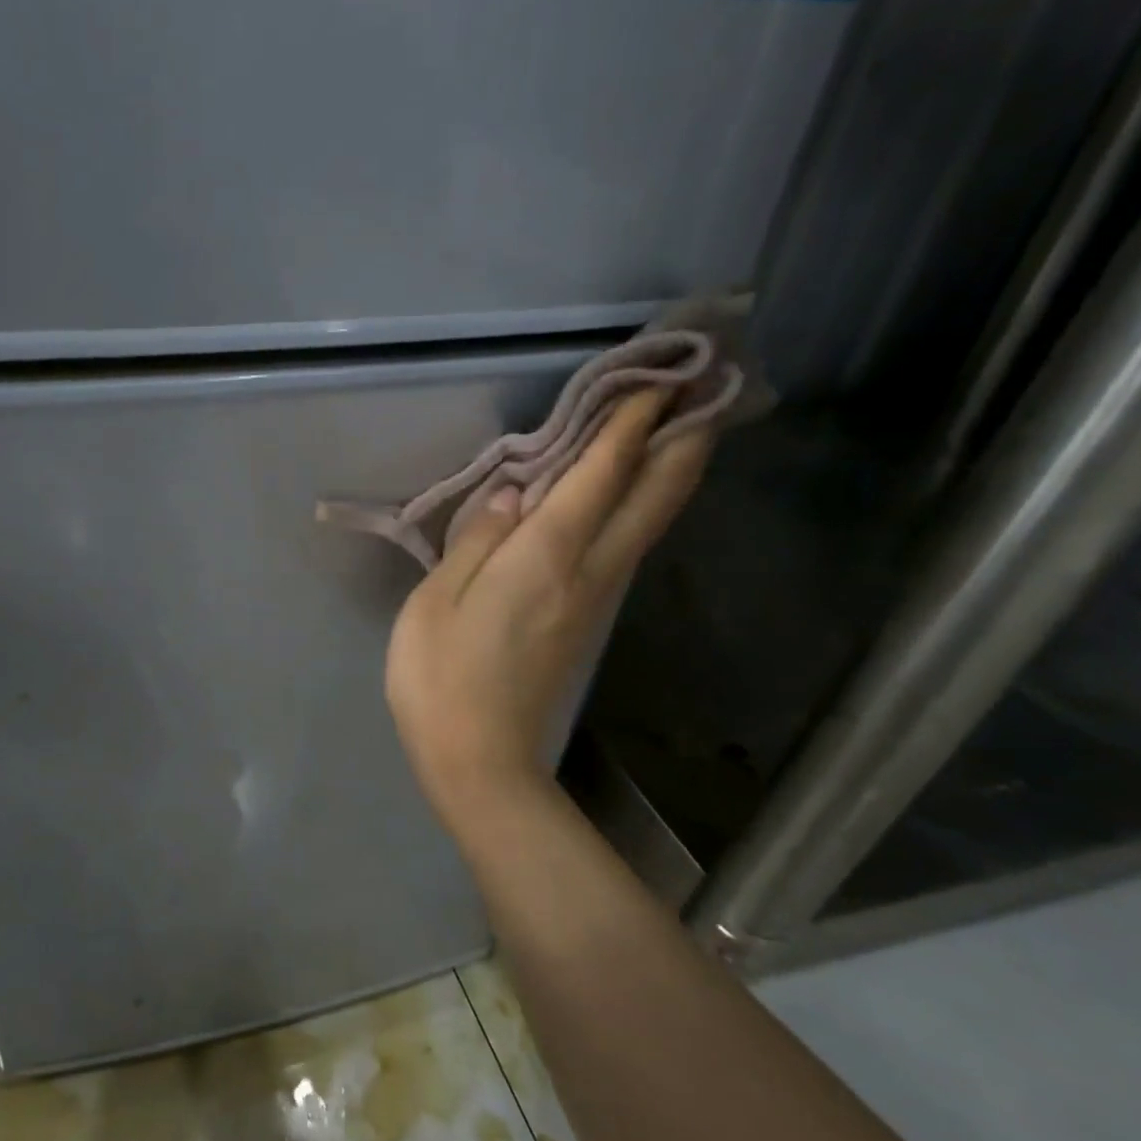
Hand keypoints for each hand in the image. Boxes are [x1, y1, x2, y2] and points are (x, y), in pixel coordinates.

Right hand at [386, 389, 711, 833]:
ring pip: (650, 523)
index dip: (631, 422)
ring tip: (677, 427)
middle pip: (654, 497)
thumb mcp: (436, 601)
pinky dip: (641, 507)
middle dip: (683, 440)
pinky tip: (629, 496)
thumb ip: (477, 539)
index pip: (601, 473)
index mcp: (546, 557)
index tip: (661, 377)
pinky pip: (626, 548)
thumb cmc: (441, 678)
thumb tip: (514, 494)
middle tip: (704, 391)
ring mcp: (596, 600)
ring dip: (670, 472)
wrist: (481, 763)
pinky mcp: (588, 622)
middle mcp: (589, 570)